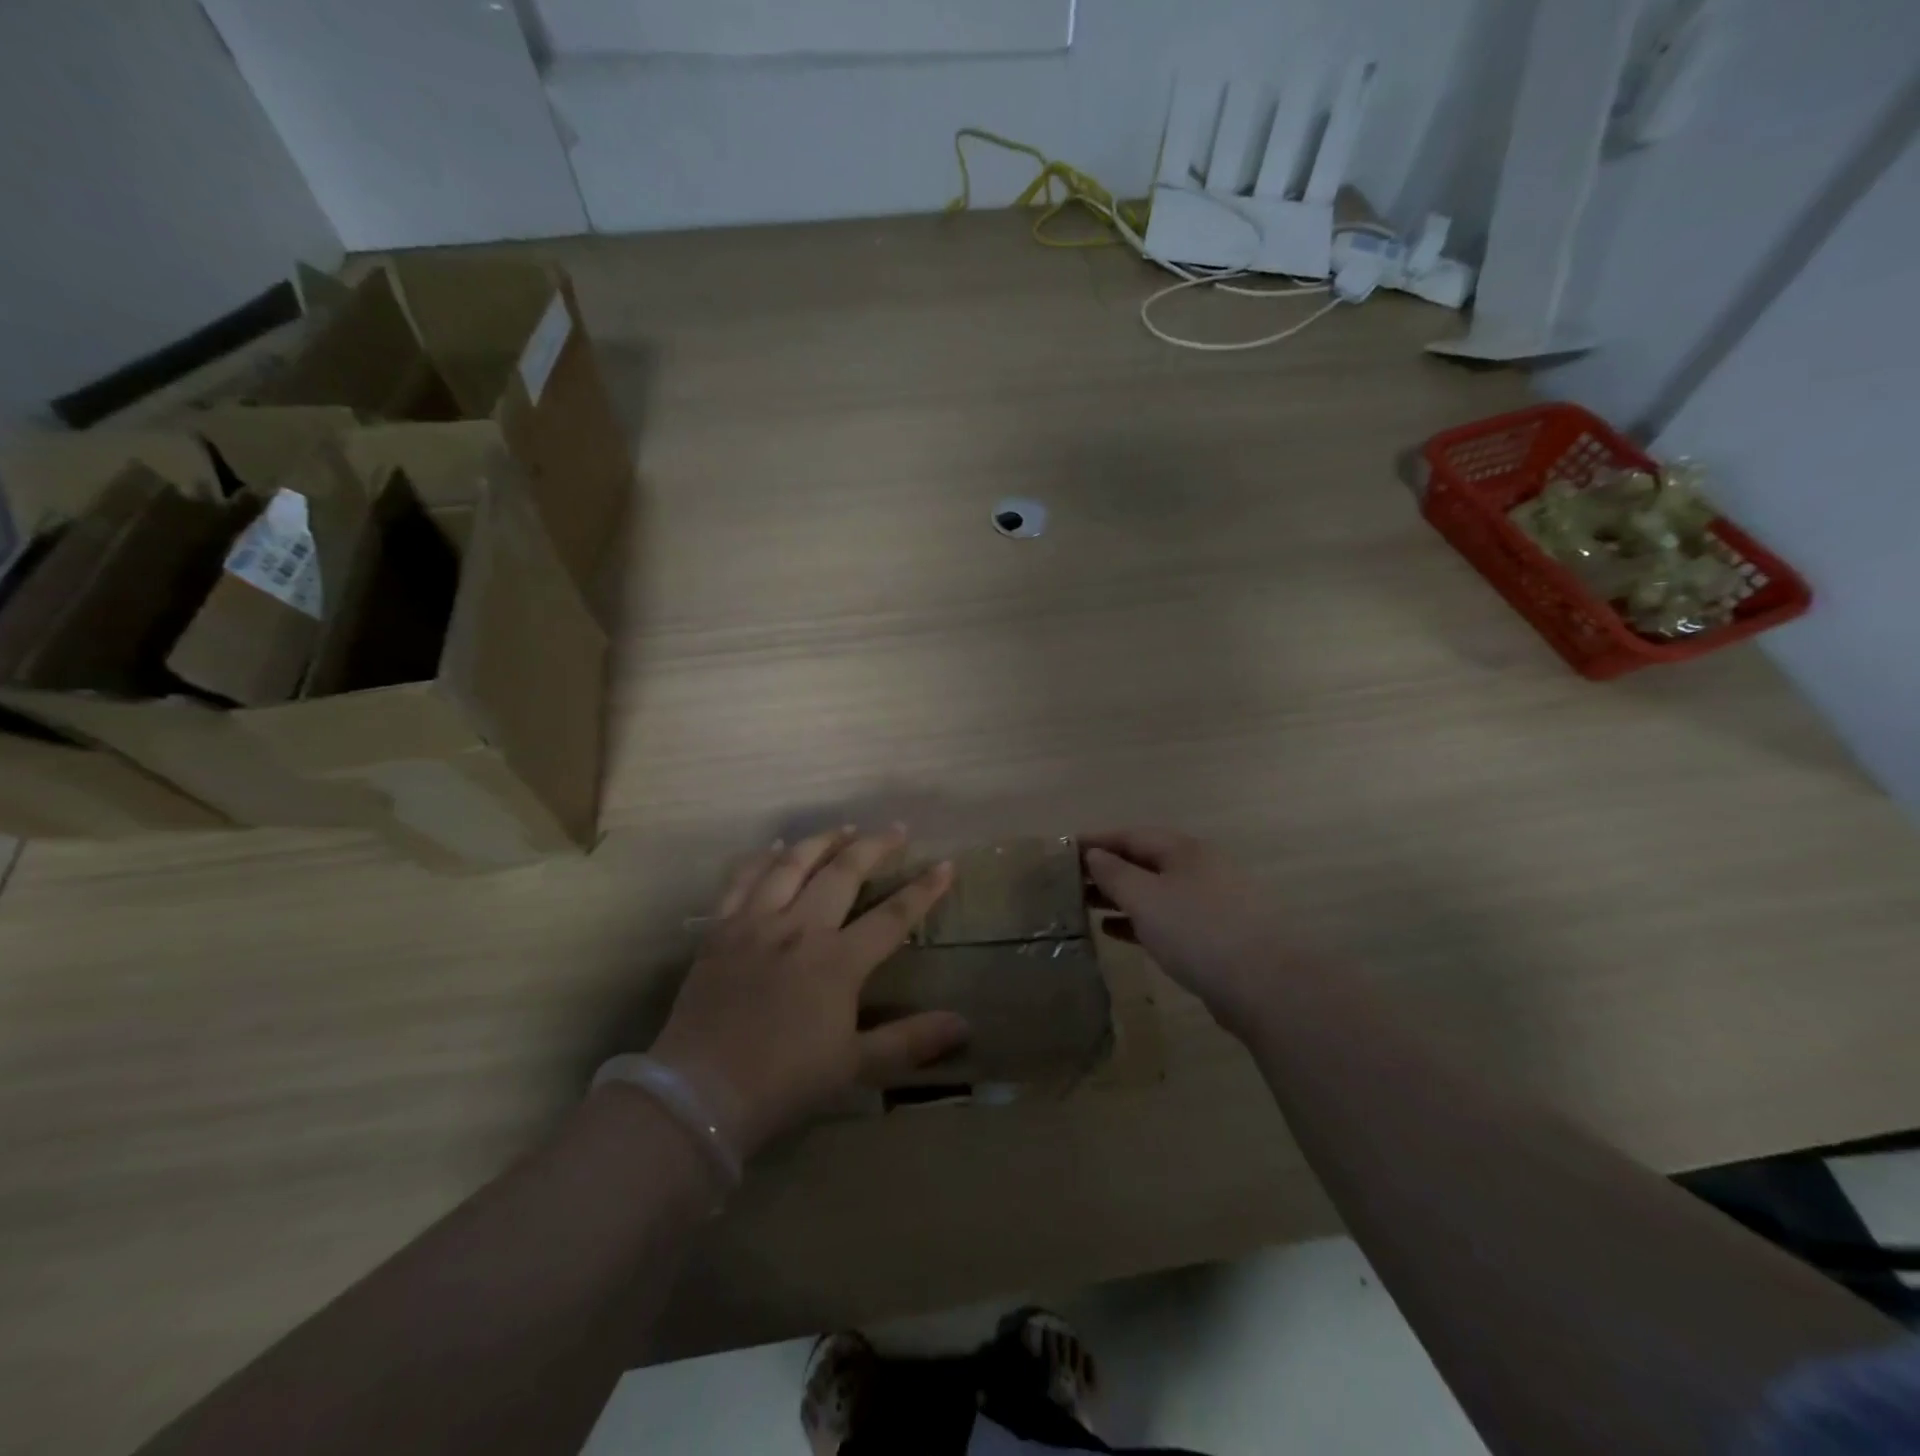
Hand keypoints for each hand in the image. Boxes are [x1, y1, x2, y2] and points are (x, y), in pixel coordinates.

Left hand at [642, 827, 968, 1159]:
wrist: (703, 1092)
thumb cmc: (785, 1081)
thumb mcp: (855, 1065)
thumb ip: (910, 1041)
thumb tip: (964, 1026)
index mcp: (838, 961)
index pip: (893, 916)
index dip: (924, 890)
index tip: (946, 865)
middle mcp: (801, 929)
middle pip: (844, 873)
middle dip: (875, 847)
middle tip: (897, 830)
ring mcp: (757, 923)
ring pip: (793, 864)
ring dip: (823, 841)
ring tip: (844, 828)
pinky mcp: (721, 929)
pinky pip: (743, 880)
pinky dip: (762, 858)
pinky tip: (776, 847)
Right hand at [1083, 828, 1283, 1032]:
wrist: (1264, 985)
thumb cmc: (1197, 931)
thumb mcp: (1145, 897)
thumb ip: (1114, 873)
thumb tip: (1094, 854)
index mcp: (1184, 850)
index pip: (1131, 835)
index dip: (1096, 840)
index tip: (1063, 849)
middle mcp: (1198, 868)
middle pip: (1144, 861)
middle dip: (1106, 869)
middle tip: (1068, 881)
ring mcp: (1210, 902)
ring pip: (1154, 891)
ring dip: (1120, 896)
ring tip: (1084, 905)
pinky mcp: (1215, 935)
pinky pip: (1167, 918)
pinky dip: (1139, 920)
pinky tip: (1115, 931)